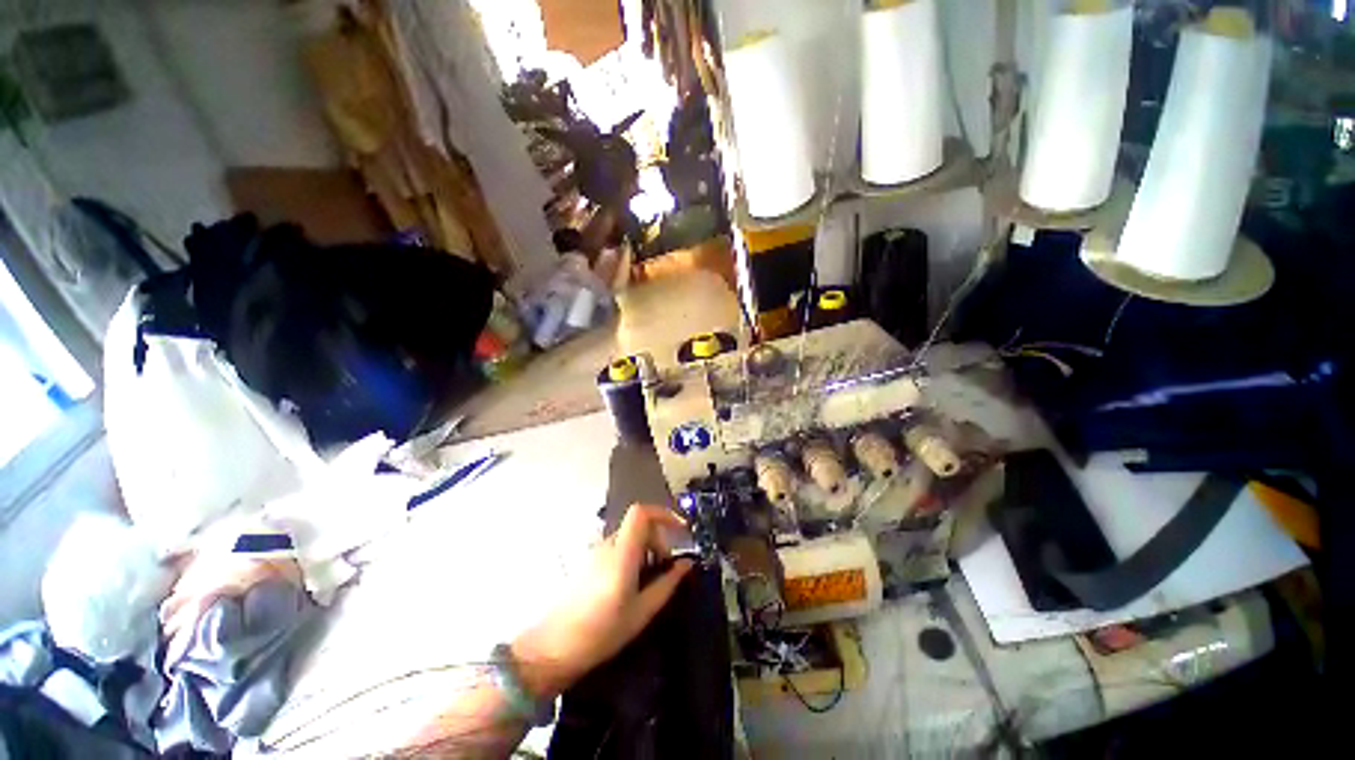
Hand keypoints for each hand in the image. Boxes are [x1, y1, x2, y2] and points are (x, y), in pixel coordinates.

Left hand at [511, 505, 694, 699]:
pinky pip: (617, 547)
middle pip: (638, 525)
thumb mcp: (642, 612)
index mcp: (622, 553)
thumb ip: (667, 584)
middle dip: (658, 539)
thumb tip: (686, 564)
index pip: (641, 513)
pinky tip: (630, 584)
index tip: (680, 529)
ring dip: (645, 548)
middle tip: (665, 567)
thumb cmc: (601, 633)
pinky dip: (631, 555)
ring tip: (648, 580)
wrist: (552, 649)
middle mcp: (607, 545)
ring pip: (628, 536)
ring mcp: (595, 552)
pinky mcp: (588, 561)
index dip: (663, 513)